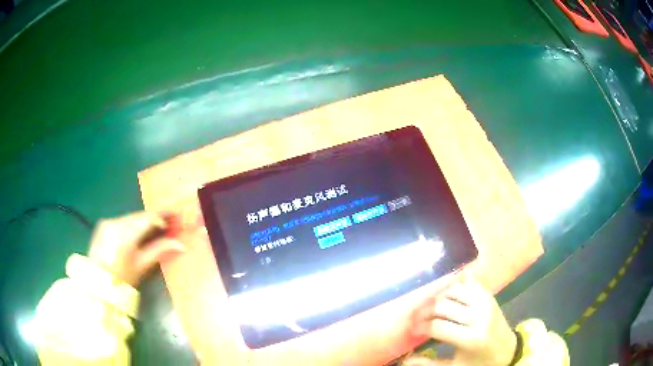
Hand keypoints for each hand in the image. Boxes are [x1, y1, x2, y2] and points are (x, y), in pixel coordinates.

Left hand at [87, 211, 184, 286]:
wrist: (98, 282)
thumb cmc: (122, 278)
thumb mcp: (141, 266)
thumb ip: (159, 251)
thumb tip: (181, 244)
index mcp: (125, 234)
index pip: (148, 218)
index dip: (163, 216)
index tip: (175, 217)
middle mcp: (115, 222)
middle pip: (139, 216)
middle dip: (153, 219)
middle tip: (167, 224)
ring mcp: (108, 221)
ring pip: (131, 217)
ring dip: (143, 221)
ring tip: (154, 229)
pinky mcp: (103, 223)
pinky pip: (122, 220)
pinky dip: (132, 224)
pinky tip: (137, 233)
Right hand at [407, 277, 516, 365]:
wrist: (507, 350)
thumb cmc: (479, 362)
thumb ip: (429, 364)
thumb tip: (405, 360)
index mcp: (471, 338)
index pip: (437, 327)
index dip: (420, 327)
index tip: (412, 330)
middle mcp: (479, 316)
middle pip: (443, 306)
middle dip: (424, 311)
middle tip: (416, 317)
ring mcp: (486, 302)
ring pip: (454, 290)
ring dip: (438, 297)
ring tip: (430, 307)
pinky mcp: (489, 295)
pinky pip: (469, 282)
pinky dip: (456, 285)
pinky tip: (447, 294)